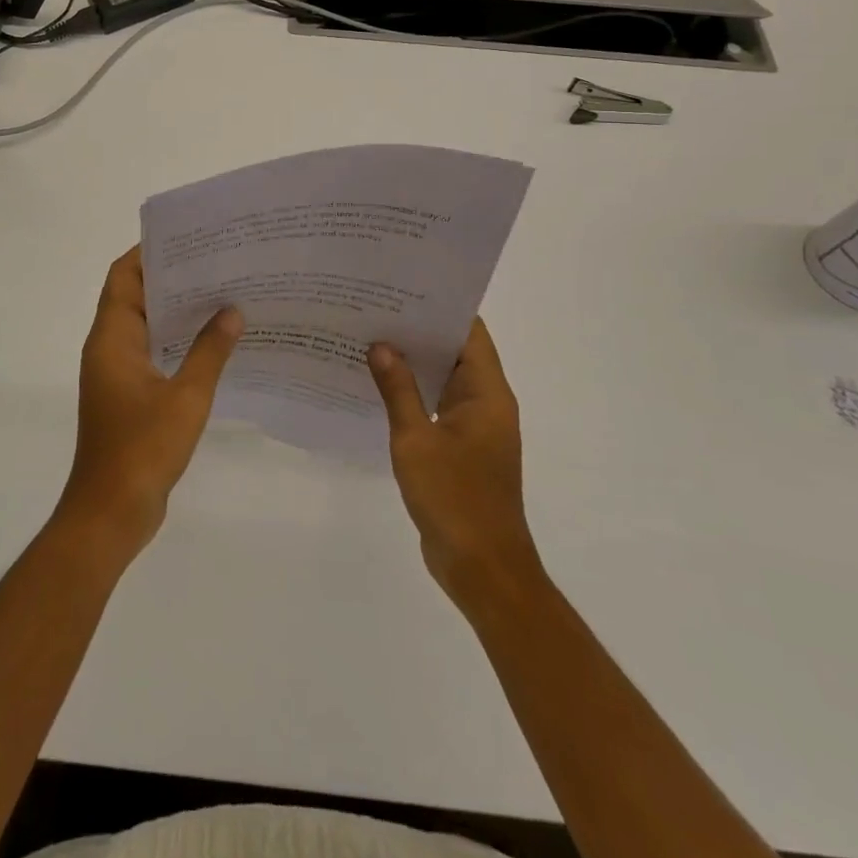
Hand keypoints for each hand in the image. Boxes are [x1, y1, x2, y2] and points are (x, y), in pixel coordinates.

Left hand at [56, 247, 243, 559]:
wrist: (111, 513)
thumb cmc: (143, 449)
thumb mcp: (186, 397)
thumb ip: (210, 351)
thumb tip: (232, 310)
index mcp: (112, 339)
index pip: (123, 277)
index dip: (148, 252)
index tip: (187, 238)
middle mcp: (109, 348)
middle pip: (134, 296)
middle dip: (171, 277)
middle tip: (215, 262)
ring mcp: (117, 374)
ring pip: (145, 326)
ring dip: (175, 310)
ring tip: (221, 294)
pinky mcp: (128, 396)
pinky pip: (151, 352)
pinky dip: (176, 341)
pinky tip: (213, 342)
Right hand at [367, 319, 542, 607]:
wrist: (482, 568)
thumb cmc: (454, 499)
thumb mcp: (416, 441)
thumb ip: (398, 390)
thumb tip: (380, 345)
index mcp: (487, 393)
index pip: (469, 333)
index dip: (441, 307)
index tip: (404, 289)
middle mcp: (486, 402)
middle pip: (455, 352)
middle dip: (419, 331)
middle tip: (375, 308)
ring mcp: (474, 426)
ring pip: (443, 379)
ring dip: (414, 362)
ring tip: (370, 337)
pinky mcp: (461, 448)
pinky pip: (437, 406)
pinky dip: (413, 392)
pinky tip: (378, 385)